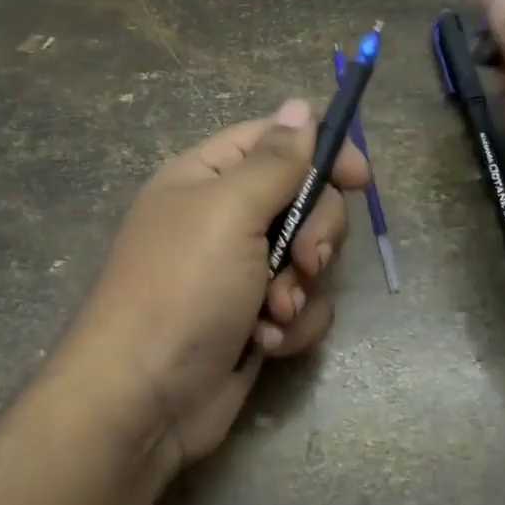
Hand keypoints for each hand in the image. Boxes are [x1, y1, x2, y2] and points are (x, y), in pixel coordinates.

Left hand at [59, 98, 369, 471]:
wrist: (145, 398)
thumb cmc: (183, 288)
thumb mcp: (229, 211)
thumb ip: (274, 160)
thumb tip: (299, 105)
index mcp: (208, 178)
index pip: (275, 142)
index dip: (321, 152)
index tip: (360, 178)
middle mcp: (226, 219)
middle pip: (304, 202)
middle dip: (314, 235)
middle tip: (304, 260)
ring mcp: (241, 272)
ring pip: (310, 260)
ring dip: (301, 289)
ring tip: (272, 314)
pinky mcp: (256, 319)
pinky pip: (302, 306)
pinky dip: (291, 325)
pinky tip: (264, 342)